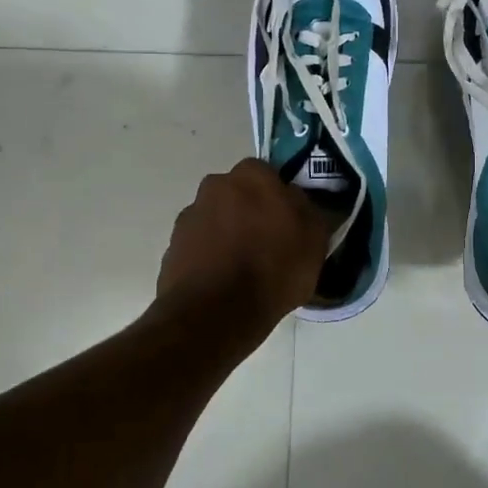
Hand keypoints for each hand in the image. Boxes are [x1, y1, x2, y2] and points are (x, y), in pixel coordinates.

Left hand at [156, 159, 332, 326]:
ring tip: (243, 268)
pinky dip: (209, 256)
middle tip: (266, 243)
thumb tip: (296, 201)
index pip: (267, 173)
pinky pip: (198, 245)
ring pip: (216, 218)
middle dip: (249, 211)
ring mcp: (189, 216)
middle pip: (237, 193)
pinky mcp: (172, 246)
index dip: (277, 196)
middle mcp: (215, 186)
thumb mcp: (315, 240)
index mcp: (252, 176)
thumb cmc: (274, 269)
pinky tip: (223, 281)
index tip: (287, 220)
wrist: (215, 313)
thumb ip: (308, 210)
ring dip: (227, 233)